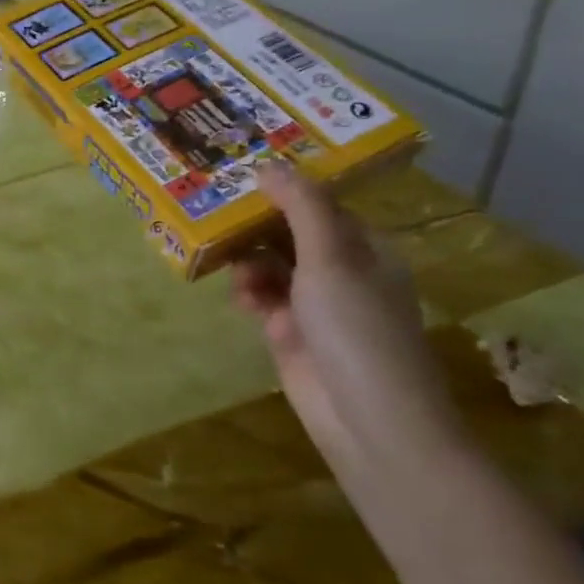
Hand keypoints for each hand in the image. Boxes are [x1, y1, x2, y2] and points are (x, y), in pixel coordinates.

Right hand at [231, 162, 457, 462]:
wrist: (369, 420)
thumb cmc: (357, 327)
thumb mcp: (331, 258)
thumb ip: (301, 207)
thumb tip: (269, 164)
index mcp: (364, 248)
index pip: (320, 206)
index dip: (284, 190)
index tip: (242, 174)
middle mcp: (341, 272)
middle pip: (291, 234)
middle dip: (256, 225)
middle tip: (214, 209)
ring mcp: (316, 305)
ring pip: (272, 266)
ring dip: (249, 261)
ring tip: (229, 264)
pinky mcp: (291, 334)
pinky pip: (263, 299)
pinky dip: (250, 293)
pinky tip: (240, 298)